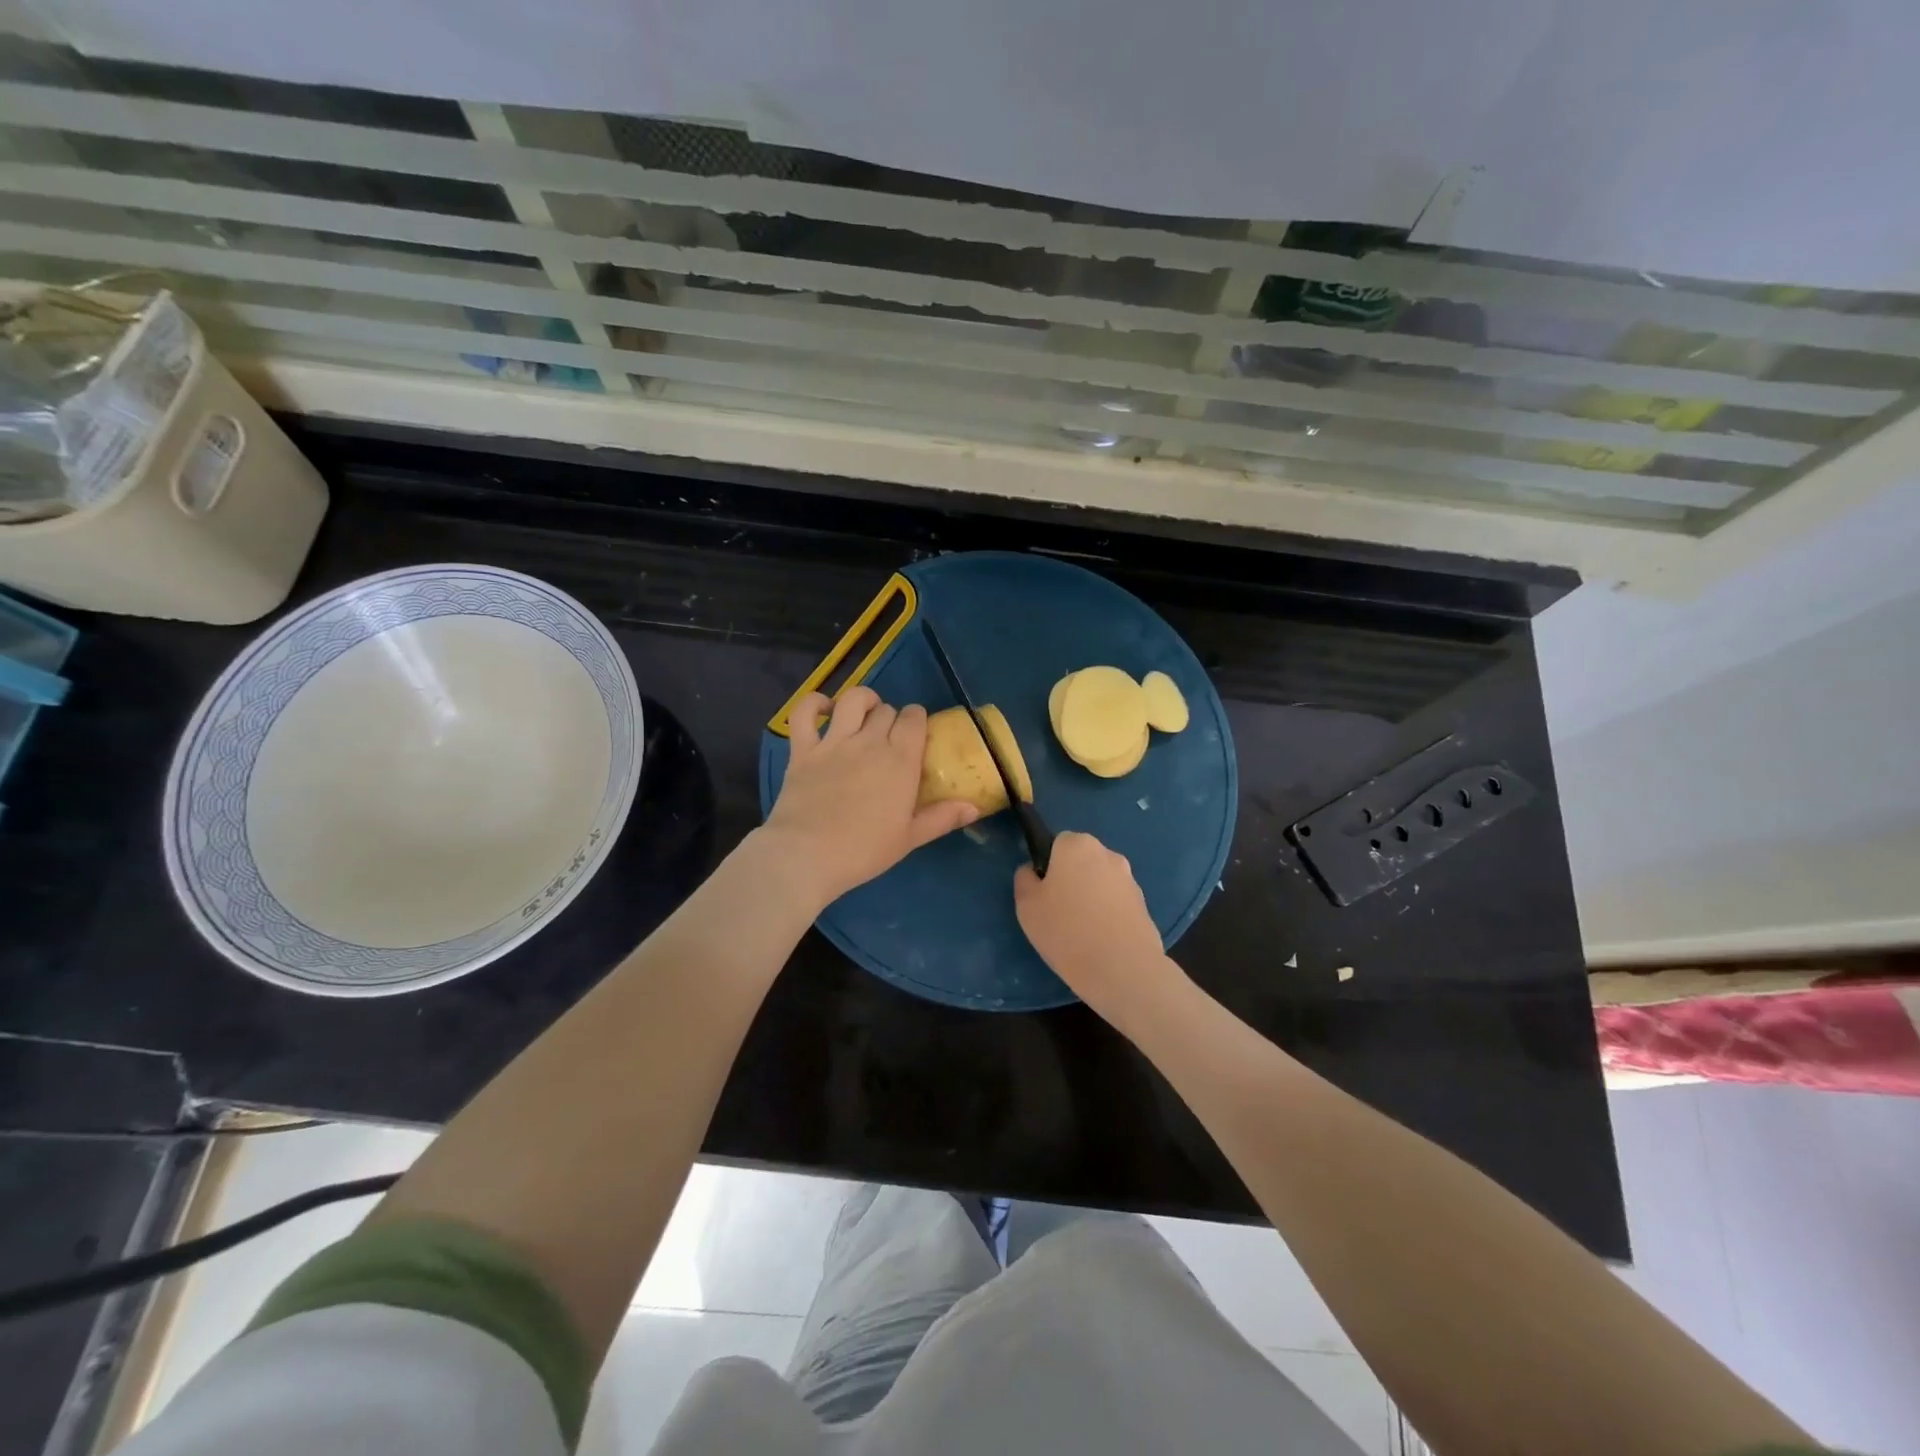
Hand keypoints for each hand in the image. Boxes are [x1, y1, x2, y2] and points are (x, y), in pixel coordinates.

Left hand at [762, 687, 978, 907]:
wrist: (806, 856)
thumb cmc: (863, 851)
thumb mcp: (909, 839)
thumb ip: (942, 818)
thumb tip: (974, 807)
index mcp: (900, 760)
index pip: (914, 719)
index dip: (917, 720)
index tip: (915, 734)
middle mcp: (870, 742)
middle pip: (886, 710)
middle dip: (891, 717)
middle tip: (889, 738)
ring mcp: (833, 742)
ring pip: (852, 700)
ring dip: (862, 700)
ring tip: (864, 713)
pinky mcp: (803, 749)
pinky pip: (805, 712)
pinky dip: (814, 703)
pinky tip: (824, 709)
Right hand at [1014, 831, 1180, 1021]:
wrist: (1122, 969)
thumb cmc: (1066, 931)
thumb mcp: (1026, 906)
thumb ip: (1025, 879)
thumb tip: (1032, 871)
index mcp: (1077, 845)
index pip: (1057, 843)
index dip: (1048, 866)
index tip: (1043, 893)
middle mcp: (1107, 854)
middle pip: (1081, 861)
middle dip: (1071, 879)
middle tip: (1058, 912)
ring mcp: (1130, 879)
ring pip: (1100, 882)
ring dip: (1091, 897)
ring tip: (1081, 932)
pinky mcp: (1144, 905)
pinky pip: (1116, 903)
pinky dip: (1108, 914)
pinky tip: (1101, 941)